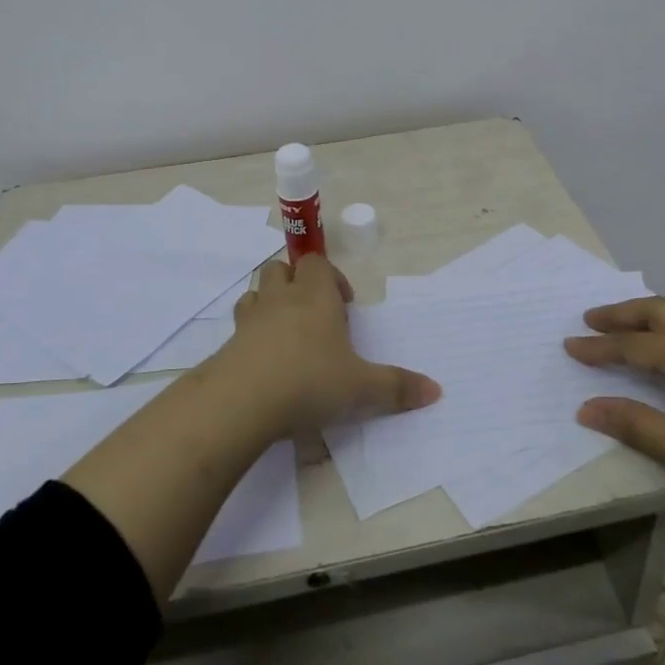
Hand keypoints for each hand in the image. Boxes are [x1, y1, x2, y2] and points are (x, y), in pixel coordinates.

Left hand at [218, 256, 440, 433]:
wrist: (242, 401)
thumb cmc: (309, 382)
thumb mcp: (362, 389)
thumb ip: (397, 387)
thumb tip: (436, 390)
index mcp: (315, 297)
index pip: (318, 263)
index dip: (331, 277)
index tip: (345, 305)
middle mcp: (281, 299)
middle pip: (281, 269)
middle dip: (297, 283)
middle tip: (315, 316)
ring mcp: (250, 319)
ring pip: (256, 292)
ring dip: (270, 304)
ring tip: (287, 335)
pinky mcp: (228, 344)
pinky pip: (239, 326)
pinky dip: (251, 334)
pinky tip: (263, 361)